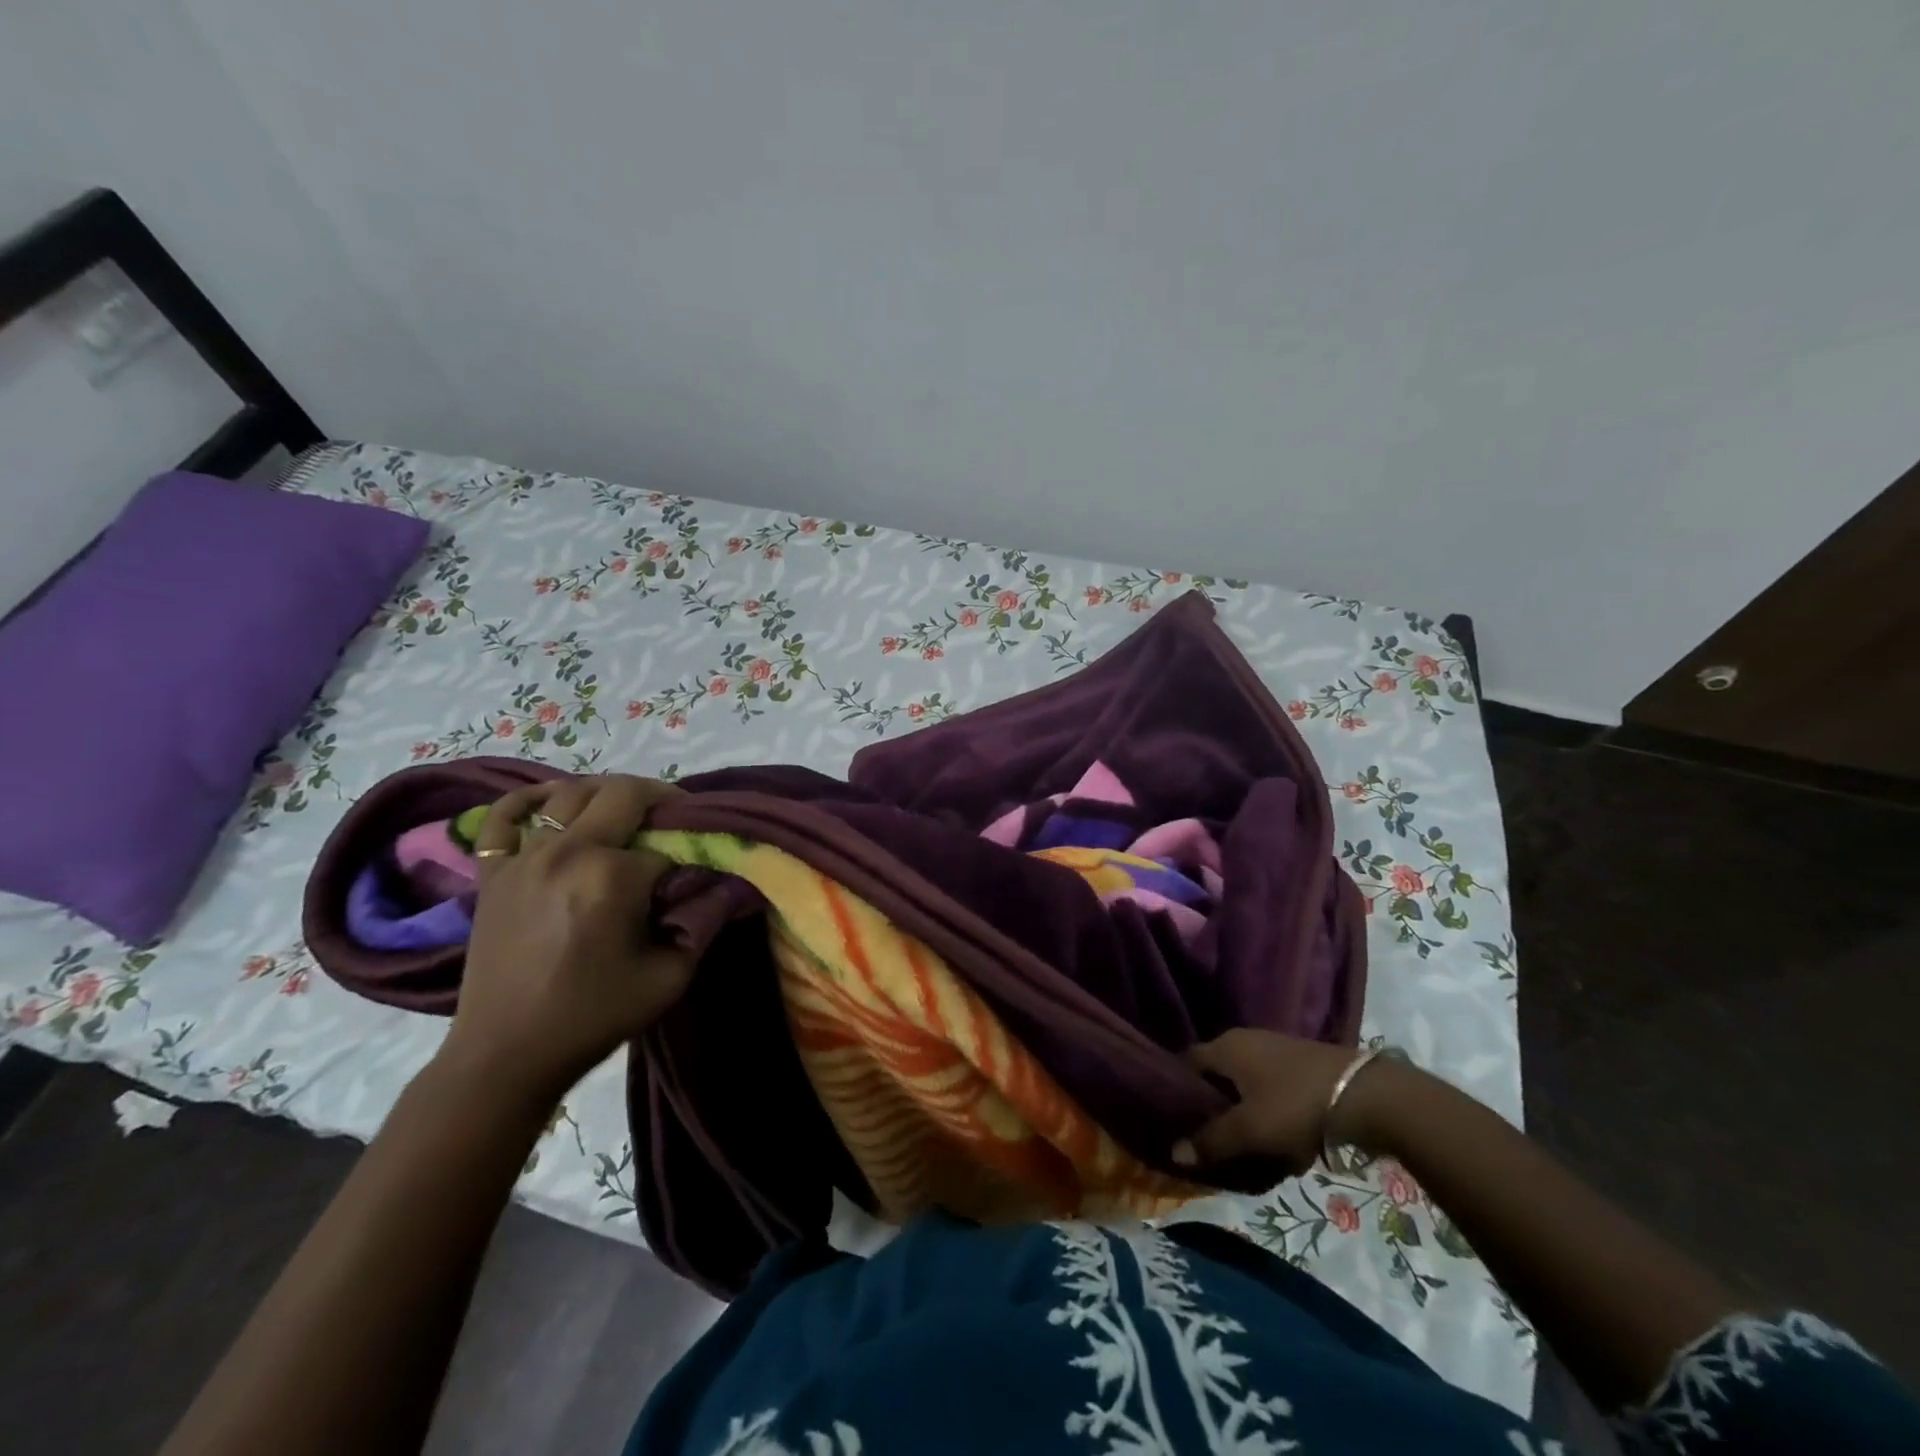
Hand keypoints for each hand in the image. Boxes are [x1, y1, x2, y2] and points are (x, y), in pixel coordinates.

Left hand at [438, 774, 691, 1104]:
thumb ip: (703, 922)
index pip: (668, 843)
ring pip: (570, 792)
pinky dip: (529, 799)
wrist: (506, 1056)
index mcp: (611, 876)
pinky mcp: (492, 873)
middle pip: (622, 794)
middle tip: (677, 820)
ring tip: (628, 812)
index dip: (692, 852)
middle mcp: (566, 852)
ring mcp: (522, 858)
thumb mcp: (670, 976)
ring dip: (608, 793)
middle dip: (659, 800)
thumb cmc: (594, 1017)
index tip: (701, 867)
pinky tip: (552, 802)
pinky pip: (503, 815)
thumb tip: (724, 883)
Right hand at [1172, 1028, 1405, 1174]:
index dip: (1176, 1090)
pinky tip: (1274, 1137)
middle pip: (1215, 1074)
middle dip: (1210, 1106)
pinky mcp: (1300, 1065)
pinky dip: (1265, 1110)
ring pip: (1244, 1083)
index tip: (1173, 1120)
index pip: (1186, 1062)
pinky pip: (1269, 1088)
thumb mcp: (1249, 1131)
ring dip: (1241, 1111)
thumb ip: (1211, 1141)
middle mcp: (1245, 1040)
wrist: (1367, 1096)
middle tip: (1206, 1138)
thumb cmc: (1295, 1106)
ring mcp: (1275, 1049)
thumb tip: (1174, 1152)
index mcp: (1226, 1046)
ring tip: (1241, 1145)